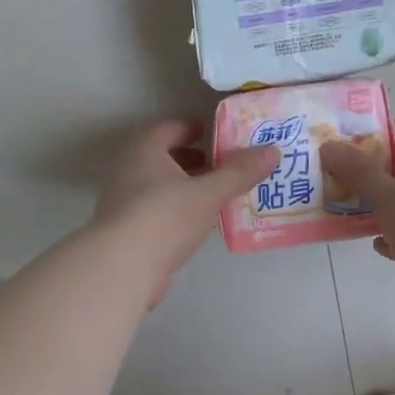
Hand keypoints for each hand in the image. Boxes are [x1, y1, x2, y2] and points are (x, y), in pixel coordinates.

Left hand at [91, 121, 278, 306]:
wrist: (122, 267)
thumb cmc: (165, 217)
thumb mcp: (209, 193)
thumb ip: (240, 172)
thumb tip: (273, 150)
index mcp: (145, 150)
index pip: (169, 128)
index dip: (192, 128)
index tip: (213, 134)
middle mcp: (128, 169)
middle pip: (163, 156)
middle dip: (191, 159)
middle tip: (220, 165)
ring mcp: (122, 201)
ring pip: (158, 184)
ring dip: (184, 186)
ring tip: (214, 195)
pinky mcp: (125, 230)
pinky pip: (155, 210)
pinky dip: (176, 210)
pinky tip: (196, 224)